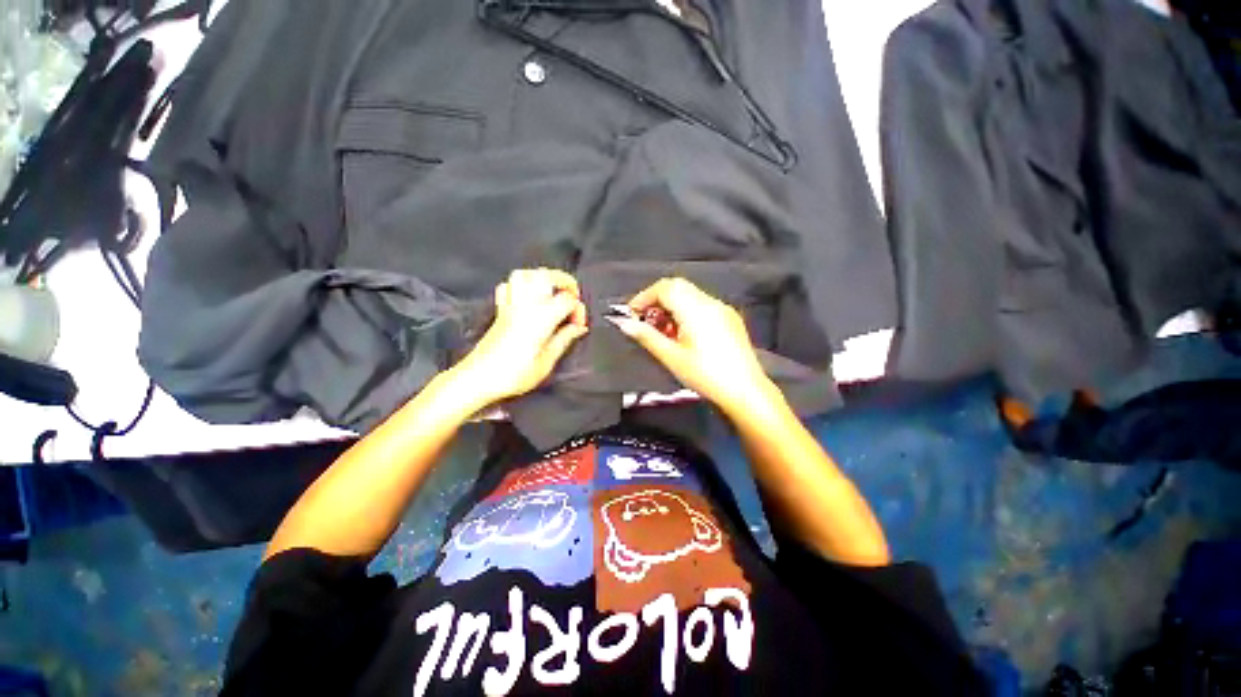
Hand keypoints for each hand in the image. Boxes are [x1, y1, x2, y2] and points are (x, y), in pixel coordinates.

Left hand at [450, 268, 587, 406]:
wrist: (478, 378)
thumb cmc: (513, 375)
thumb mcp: (546, 362)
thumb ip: (564, 340)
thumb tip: (578, 328)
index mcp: (541, 319)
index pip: (567, 300)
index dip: (578, 310)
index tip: (579, 326)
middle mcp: (525, 306)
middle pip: (546, 275)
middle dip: (564, 281)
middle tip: (572, 297)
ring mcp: (510, 306)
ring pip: (525, 274)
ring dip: (542, 278)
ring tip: (552, 292)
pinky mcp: (500, 311)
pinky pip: (508, 286)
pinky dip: (520, 286)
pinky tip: (528, 298)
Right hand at [609, 277, 775, 413]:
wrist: (745, 391)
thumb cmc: (705, 375)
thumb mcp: (671, 357)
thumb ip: (646, 336)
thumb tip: (624, 323)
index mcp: (695, 309)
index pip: (665, 288)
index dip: (644, 297)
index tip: (631, 314)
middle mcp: (710, 302)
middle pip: (677, 287)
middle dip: (657, 299)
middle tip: (645, 321)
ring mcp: (722, 309)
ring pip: (690, 295)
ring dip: (671, 305)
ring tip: (663, 330)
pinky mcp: (730, 318)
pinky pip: (702, 305)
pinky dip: (686, 311)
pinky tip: (683, 334)